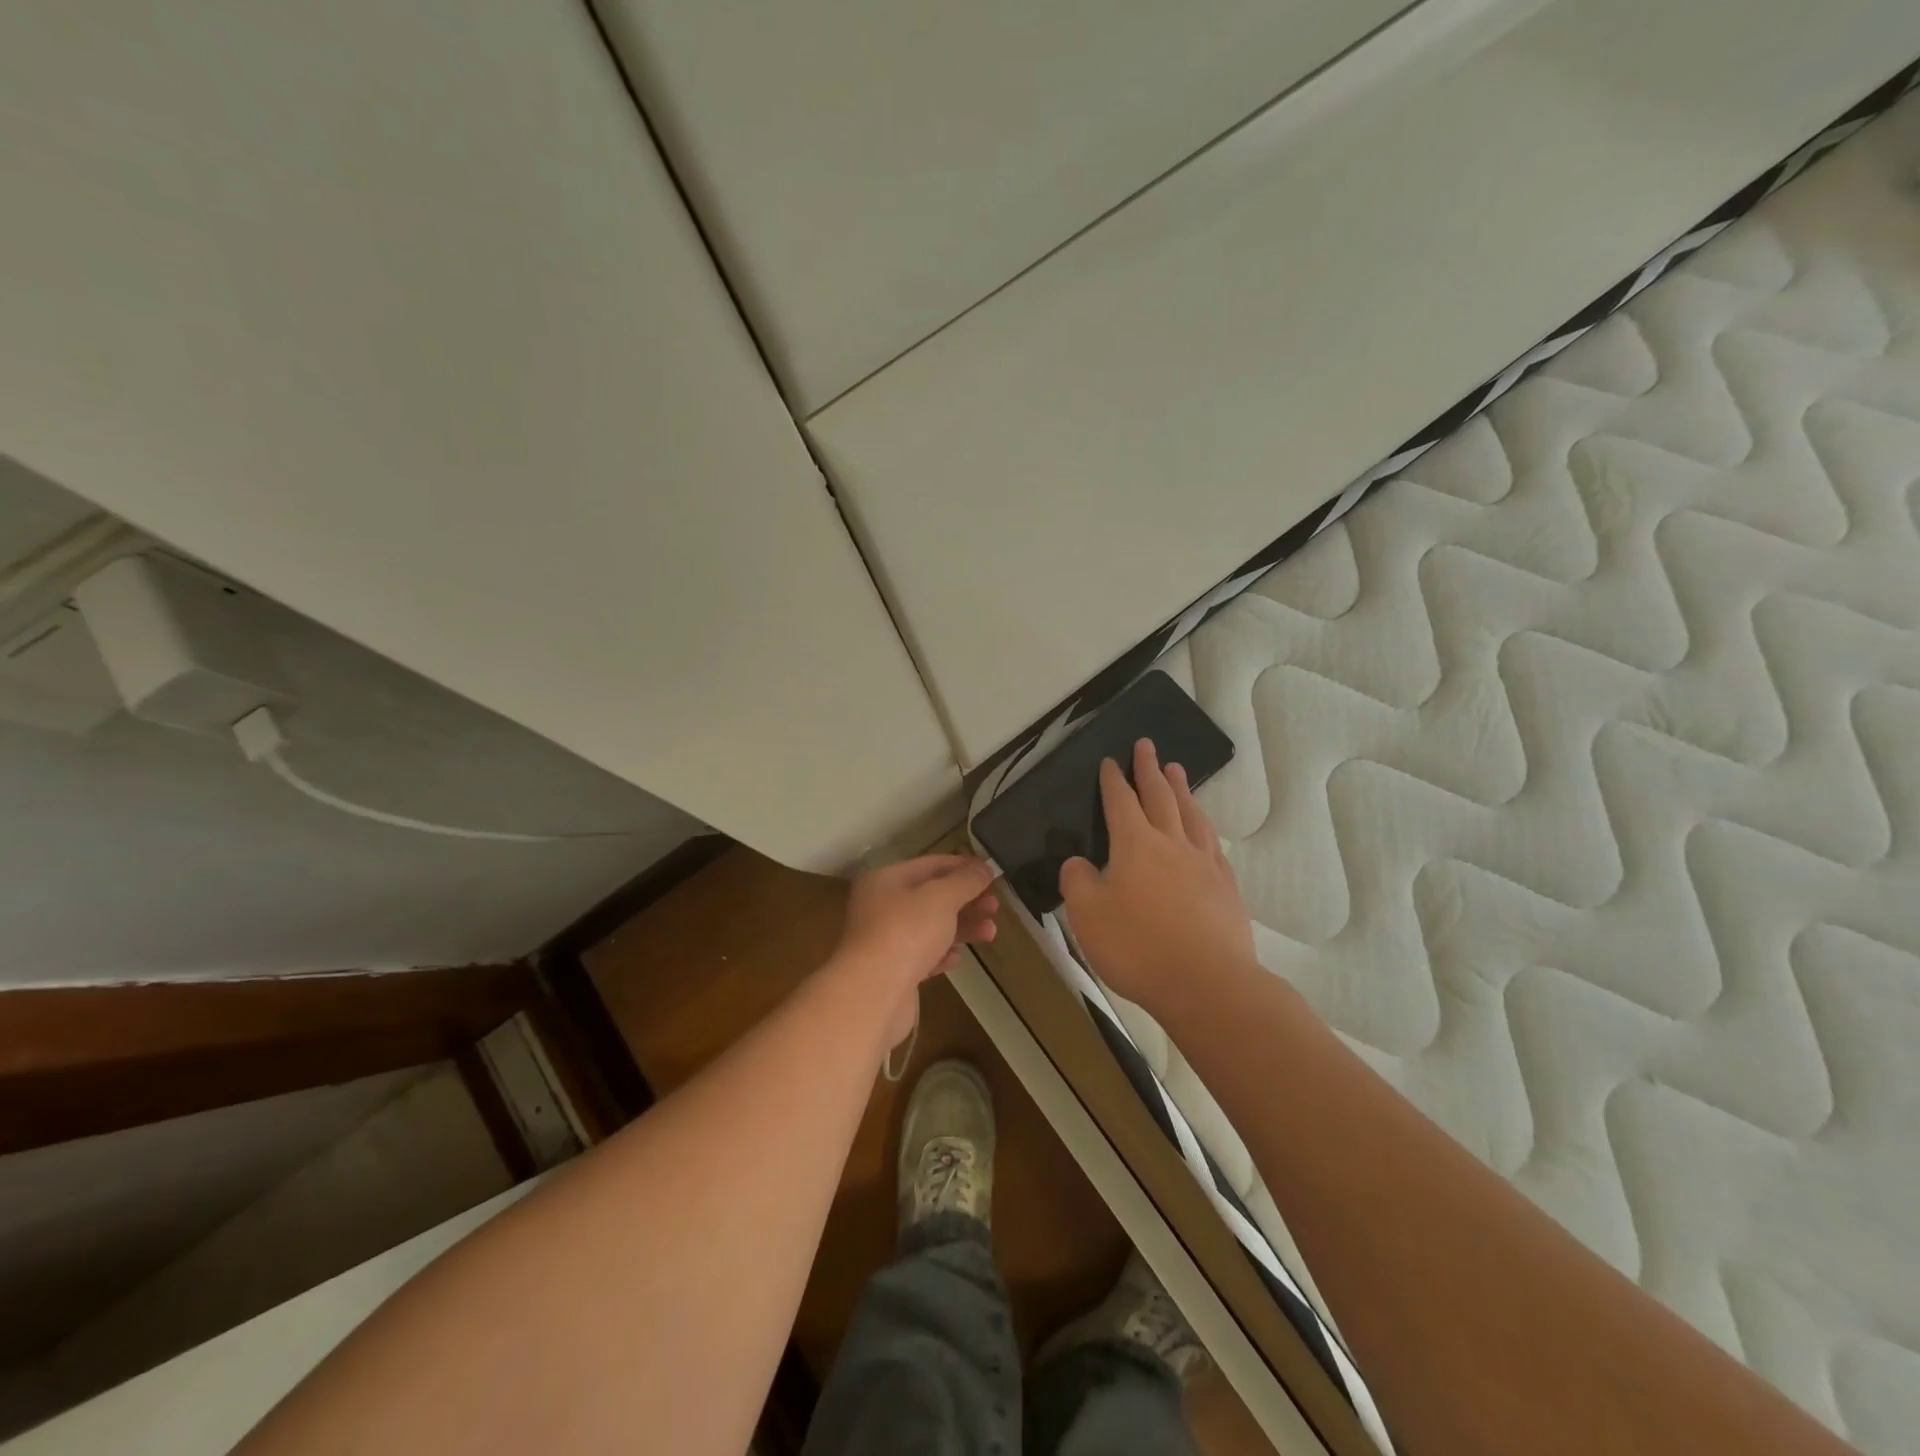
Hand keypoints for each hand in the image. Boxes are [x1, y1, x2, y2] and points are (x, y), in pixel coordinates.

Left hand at [836, 855, 997, 1046]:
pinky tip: (958, 958)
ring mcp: (884, 941)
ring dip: (961, 928)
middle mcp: (880, 906)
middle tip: (995, 906)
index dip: (962, 866)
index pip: (930, 864)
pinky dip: (942, 954)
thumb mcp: (942, 897)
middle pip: (931, 897)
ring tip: (991, 933)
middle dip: (966, 900)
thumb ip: (965, 881)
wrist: (875, 993)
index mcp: (885, 880)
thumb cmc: (907, 931)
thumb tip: (984, 868)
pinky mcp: (892, 972)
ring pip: (930, 928)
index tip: (991, 873)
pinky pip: (922, 956)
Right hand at [1059, 739, 1256, 1018]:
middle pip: (1161, 797)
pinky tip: (1204, 831)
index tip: (1111, 761)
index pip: (1121, 802)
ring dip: (1181, 790)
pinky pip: (1213, 845)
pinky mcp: (1226, 888)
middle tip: (1147, 745)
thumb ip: (1077, 882)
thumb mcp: (1087, 916)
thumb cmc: (1138, 948)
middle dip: (1150, 770)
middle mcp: (1172, 844)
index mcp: (1135, 846)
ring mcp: (1204, 864)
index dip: (1114, 780)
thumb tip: (1078, 863)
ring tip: (1177, 771)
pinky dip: (1204, 828)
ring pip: (1192, 815)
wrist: (1208, 984)